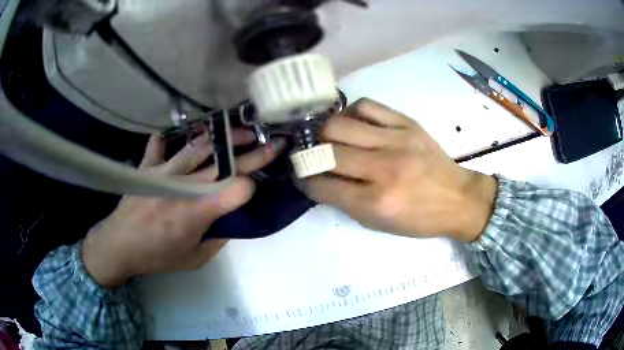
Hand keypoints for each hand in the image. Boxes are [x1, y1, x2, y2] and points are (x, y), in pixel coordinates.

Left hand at [82, 130, 284, 287]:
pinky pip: (161, 145)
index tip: (256, 190)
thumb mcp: (195, 259)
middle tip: (273, 143)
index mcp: (196, 212)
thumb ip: (219, 237)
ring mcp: (163, 171)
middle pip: (225, 164)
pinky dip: (170, 139)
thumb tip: (232, 217)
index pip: (236, 190)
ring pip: (200, 147)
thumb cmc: (157, 256)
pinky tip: (178, 136)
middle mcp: (183, 186)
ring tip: (242, 131)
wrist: (119, 245)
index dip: (251, 189)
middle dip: (254, 153)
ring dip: (225, 137)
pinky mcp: (148, 166)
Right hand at [302, 98, 496, 241]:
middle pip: (326, 150)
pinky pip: (366, 106)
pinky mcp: (407, 123)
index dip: (304, 180)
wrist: (458, 198)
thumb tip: (318, 179)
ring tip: (327, 138)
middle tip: (310, 157)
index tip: (300, 177)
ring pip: (340, 123)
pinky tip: (352, 123)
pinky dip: (350, 113)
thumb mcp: (379, 223)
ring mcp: (396, 140)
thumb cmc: (418, 218)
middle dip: (308, 156)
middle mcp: (384, 168)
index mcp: (376, 201)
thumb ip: (345, 202)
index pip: (322, 185)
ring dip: (324, 132)